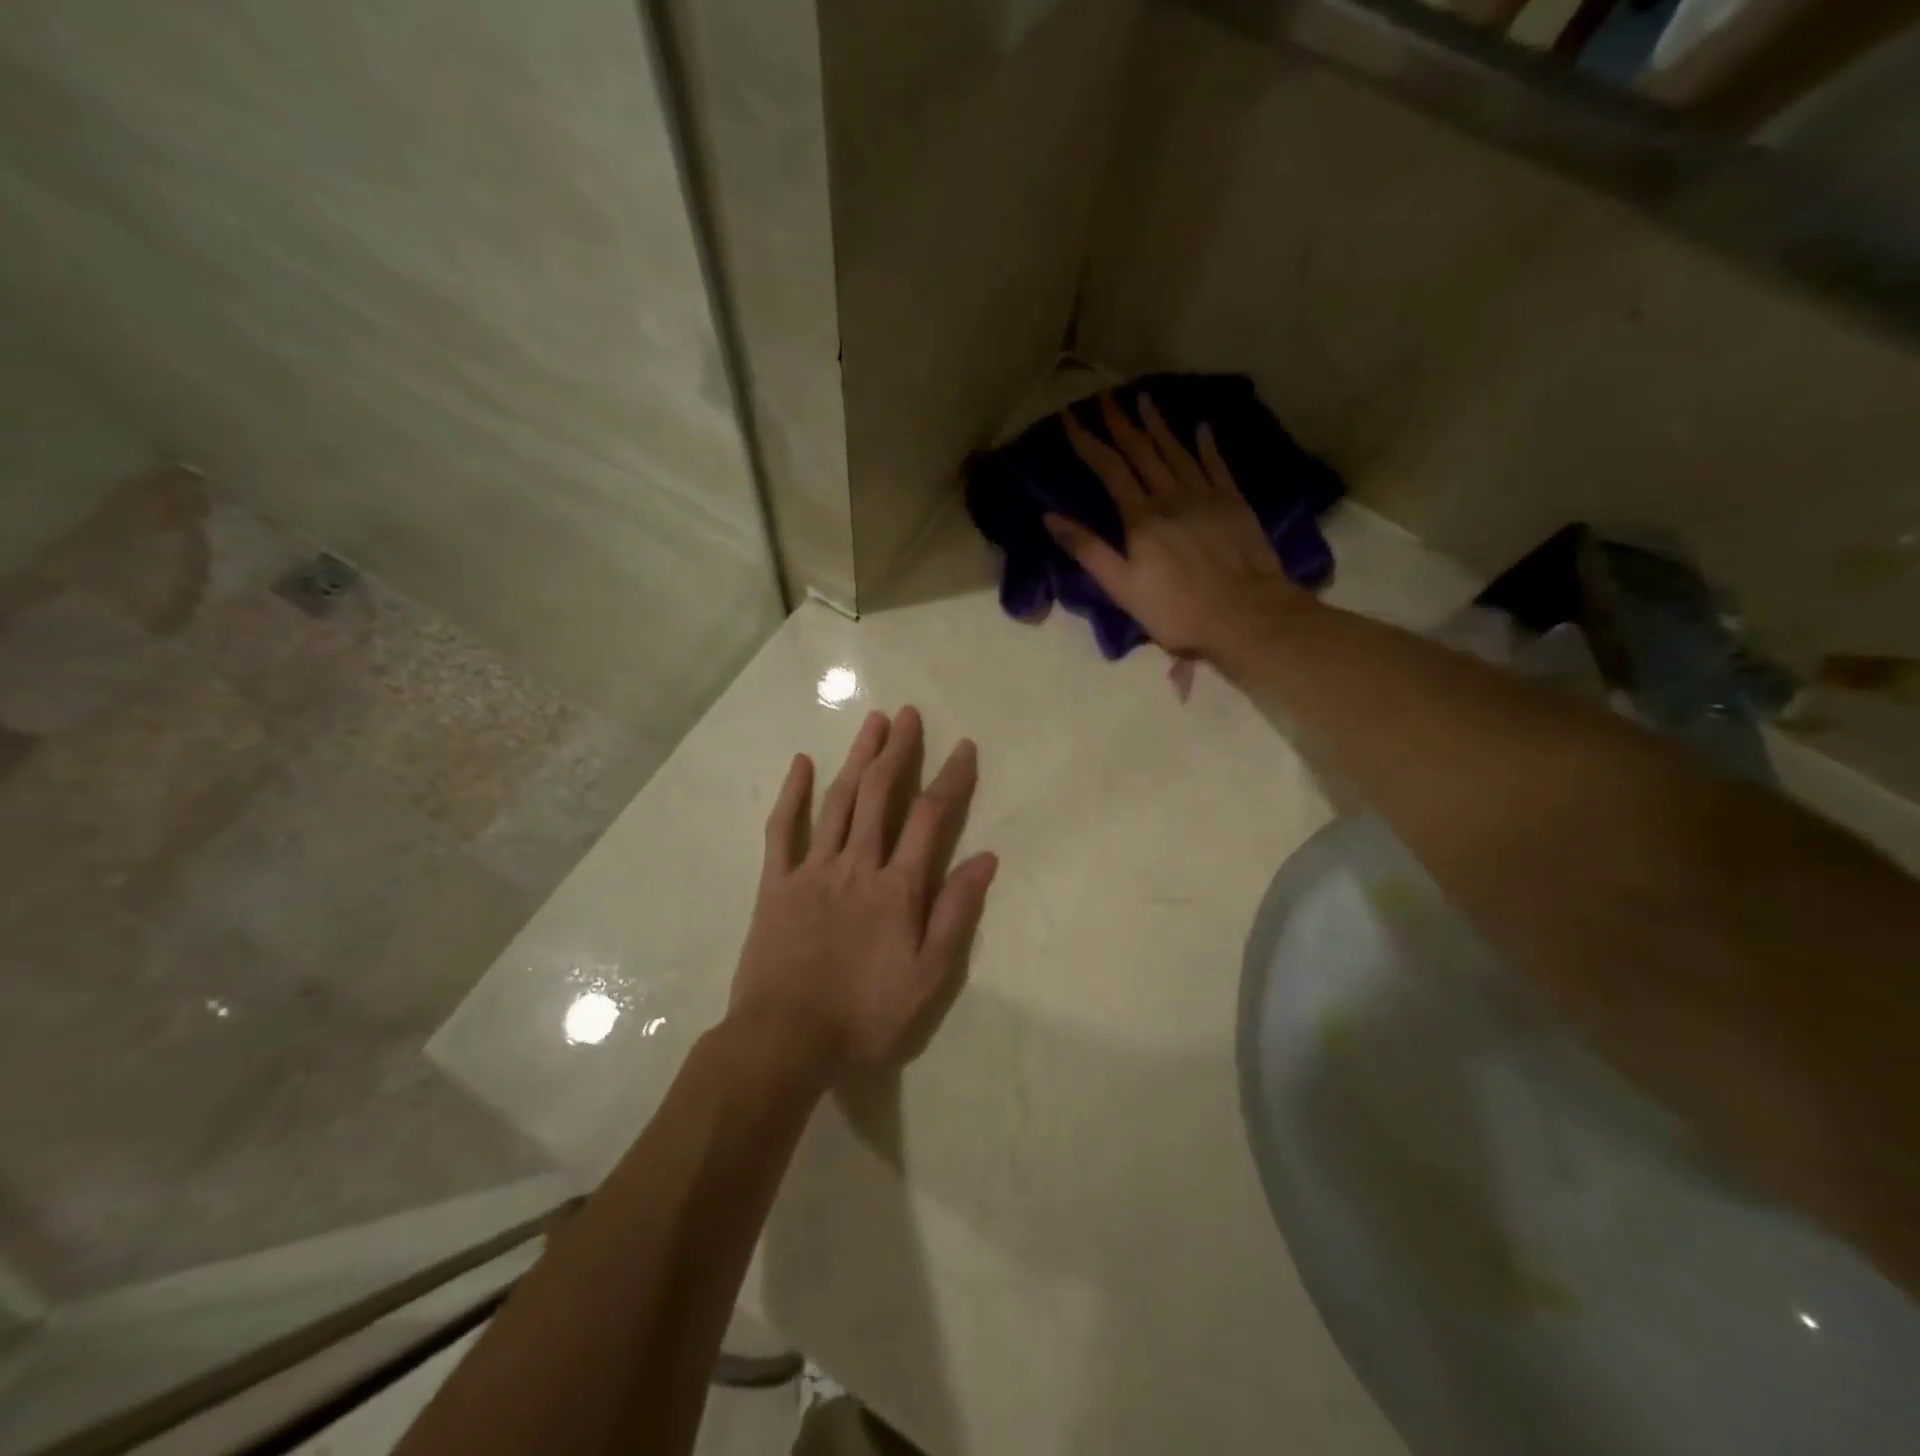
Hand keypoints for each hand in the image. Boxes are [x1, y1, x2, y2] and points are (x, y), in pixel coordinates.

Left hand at [728, 707, 997, 1078]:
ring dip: (857, 758)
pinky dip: (792, 793)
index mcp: (896, 887)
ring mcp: (811, 869)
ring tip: (872, 723)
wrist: (785, 1040)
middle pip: (880, 794)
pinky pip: (782, 829)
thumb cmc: (865, 1014)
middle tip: (908, 714)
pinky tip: (802, 763)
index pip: (930, 818)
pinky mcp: (774, 883)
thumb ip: (956, 913)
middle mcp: (856, 865)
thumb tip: (985, 859)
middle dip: (897, 751)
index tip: (964, 747)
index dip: (950, 779)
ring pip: (838, 801)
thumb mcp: (928, 976)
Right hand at [1049, 392, 1309, 657]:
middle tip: (1106, 395)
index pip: (1109, 469)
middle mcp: (1171, 496)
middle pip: (1142, 451)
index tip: (1070, 416)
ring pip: (1177, 450)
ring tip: (1144, 398)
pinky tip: (1200, 427)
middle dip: (1121, 422)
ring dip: (1158, 424)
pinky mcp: (1234, 502)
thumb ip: (1087, 550)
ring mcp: (1206, 495)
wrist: (1244, 614)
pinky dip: (1206, 444)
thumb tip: (1050, 518)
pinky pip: (1217, 464)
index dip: (1088, 441)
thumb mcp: (1122, 587)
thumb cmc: (1176, 610)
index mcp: (1141, 517)